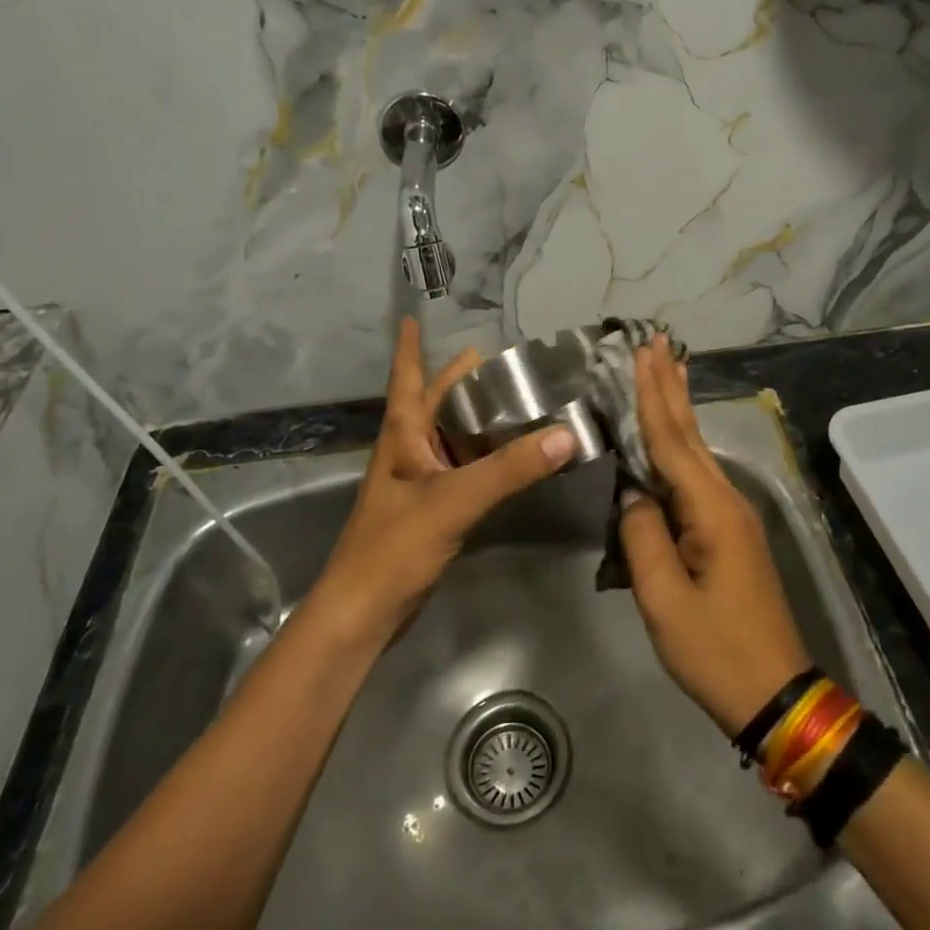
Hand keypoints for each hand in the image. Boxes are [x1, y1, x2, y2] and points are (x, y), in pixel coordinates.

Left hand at [310, 318, 576, 645]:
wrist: (363, 613)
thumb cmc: (395, 545)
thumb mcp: (454, 500)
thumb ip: (510, 469)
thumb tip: (566, 434)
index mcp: (402, 434)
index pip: (407, 377)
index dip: (409, 346)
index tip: (413, 316)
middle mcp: (407, 450)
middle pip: (434, 402)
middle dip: (460, 379)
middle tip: (503, 361)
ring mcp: (417, 481)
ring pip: (450, 436)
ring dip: (476, 417)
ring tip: (517, 402)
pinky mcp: (430, 509)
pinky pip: (461, 468)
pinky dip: (484, 456)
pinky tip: (509, 458)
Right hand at [618, 337, 812, 735]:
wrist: (777, 695)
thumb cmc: (715, 651)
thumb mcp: (663, 600)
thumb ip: (642, 536)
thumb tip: (632, 492)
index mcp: (711, 510)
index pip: (671, 441)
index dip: (653, 394)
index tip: (643, 351)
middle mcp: (726, 500)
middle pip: (690, 433)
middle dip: (670, 385)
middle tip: (656, 341)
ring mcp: (731, 515)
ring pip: (696, 450)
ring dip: (677, 408)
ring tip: (667, 368)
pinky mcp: (729, 532)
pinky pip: (697, 475)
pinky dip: (681, 443)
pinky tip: (675, 434)